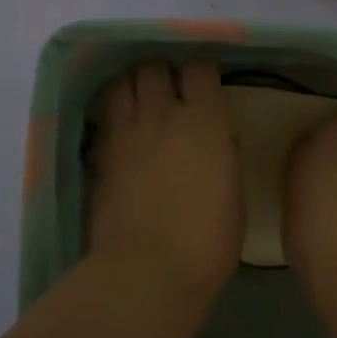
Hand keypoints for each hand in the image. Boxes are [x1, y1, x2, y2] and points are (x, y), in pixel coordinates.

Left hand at [88, 61, 240, 310]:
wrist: (147, 271)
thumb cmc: (206, 242)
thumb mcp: (235, 197)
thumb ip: (223, 156)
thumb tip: (216, 139)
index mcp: (204, 121)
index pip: (199, 69)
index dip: (201, 71)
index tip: (205, 81)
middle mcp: (162, 114)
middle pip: (154, 67)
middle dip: (162, 71)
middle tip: (170, 86)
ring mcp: (127, 131)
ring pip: (123, 82)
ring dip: (133, 84)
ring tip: (140, 95)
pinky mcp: (101, 152)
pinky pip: (106, 116)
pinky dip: (114, 113)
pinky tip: (120, 124)